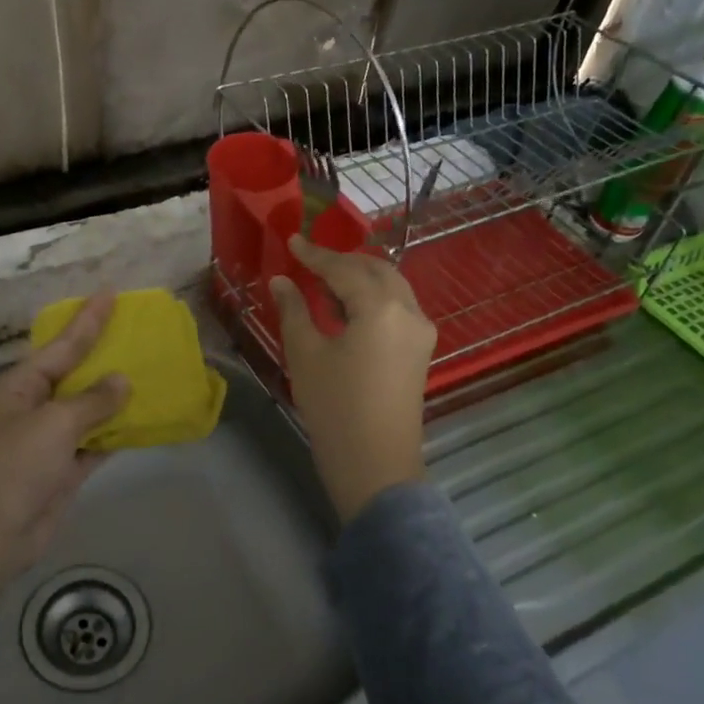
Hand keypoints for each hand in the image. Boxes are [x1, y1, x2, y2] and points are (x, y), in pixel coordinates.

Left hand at [0, 293, 130, 587]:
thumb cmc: (16, 468)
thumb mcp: (55, 425)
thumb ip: (93, 401)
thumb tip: (123, 381)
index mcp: (23, 385)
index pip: (63, 345)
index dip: (88, 320)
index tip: (110, 294)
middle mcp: (37, 405)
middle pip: (77, 373)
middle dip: (104, 353)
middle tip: (135, 329)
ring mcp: (52, 438)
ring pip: (90, 407)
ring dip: (116, 394)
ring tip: (148, 368)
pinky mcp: (66, 467)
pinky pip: (97, 440)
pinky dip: (117, 430)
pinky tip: (143, 417)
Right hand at [269, 236, 435, 523]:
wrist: (375, 464)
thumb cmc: (334, 407)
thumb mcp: (306, 355)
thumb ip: (294, 310)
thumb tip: (282, 281)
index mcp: (380, 307)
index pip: (344, 269)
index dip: (315, 254)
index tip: (292, 240)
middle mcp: (409, 310)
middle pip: (376, 269)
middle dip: (342, 261)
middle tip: (308, 260)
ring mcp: (421, 331)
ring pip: (391, 286)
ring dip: (359, 277)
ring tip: (324, 282)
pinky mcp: (421, 350)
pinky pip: (397, 307)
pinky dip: (372, 298)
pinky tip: (346, 308)